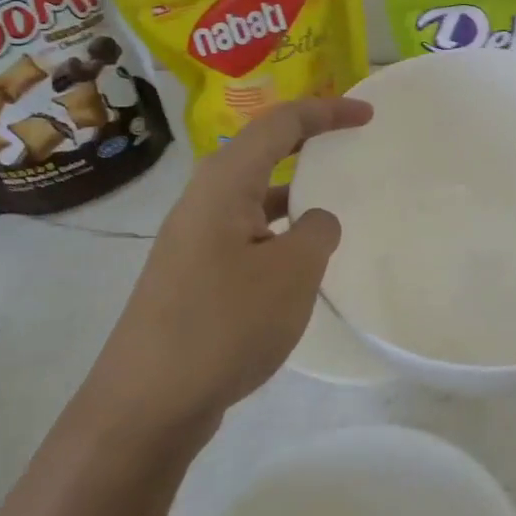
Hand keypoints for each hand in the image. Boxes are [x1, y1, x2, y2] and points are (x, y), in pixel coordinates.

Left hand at [88, 96, 372, 435]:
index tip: (368, 116)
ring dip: (294, 193)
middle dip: (307, 143)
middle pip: (261, 152)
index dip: (326, 112)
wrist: (147, 403)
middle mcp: (204, 201)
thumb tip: (316, 221)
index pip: (280, 124)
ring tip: (336, 203)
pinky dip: (280, 232)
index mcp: (224, 184)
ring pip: (253, 198)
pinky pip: (247, 234)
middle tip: (351, 145)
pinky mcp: (195, 276)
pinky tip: (302, 263)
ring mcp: (195, 240)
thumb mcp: (291, 273)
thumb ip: (317, 231)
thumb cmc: (224, 324)